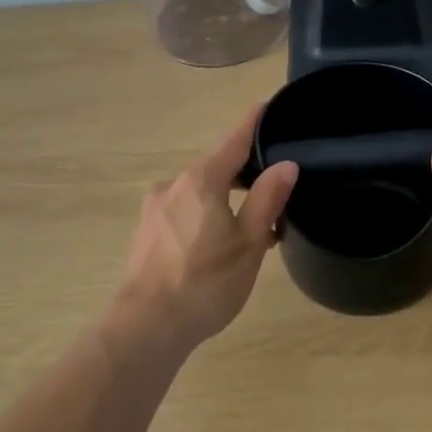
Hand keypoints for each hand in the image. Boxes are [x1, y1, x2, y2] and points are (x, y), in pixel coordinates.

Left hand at [114, 106, 297, 348]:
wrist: (146, 327)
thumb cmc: (205, 283)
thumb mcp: (248, 243)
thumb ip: (268, 200)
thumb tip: (287, 165)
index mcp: (200, 181)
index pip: (233, 142)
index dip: (252, 124)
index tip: (266, 105)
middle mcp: (172, 185)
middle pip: (215, 168)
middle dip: (244, 176)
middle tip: (274, 192)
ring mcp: (154, 209)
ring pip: (199, 194)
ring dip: (224, 202)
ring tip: (250, 229)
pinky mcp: (145, 232)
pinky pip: (183, 212)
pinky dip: (205, 217)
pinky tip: (217, 246)